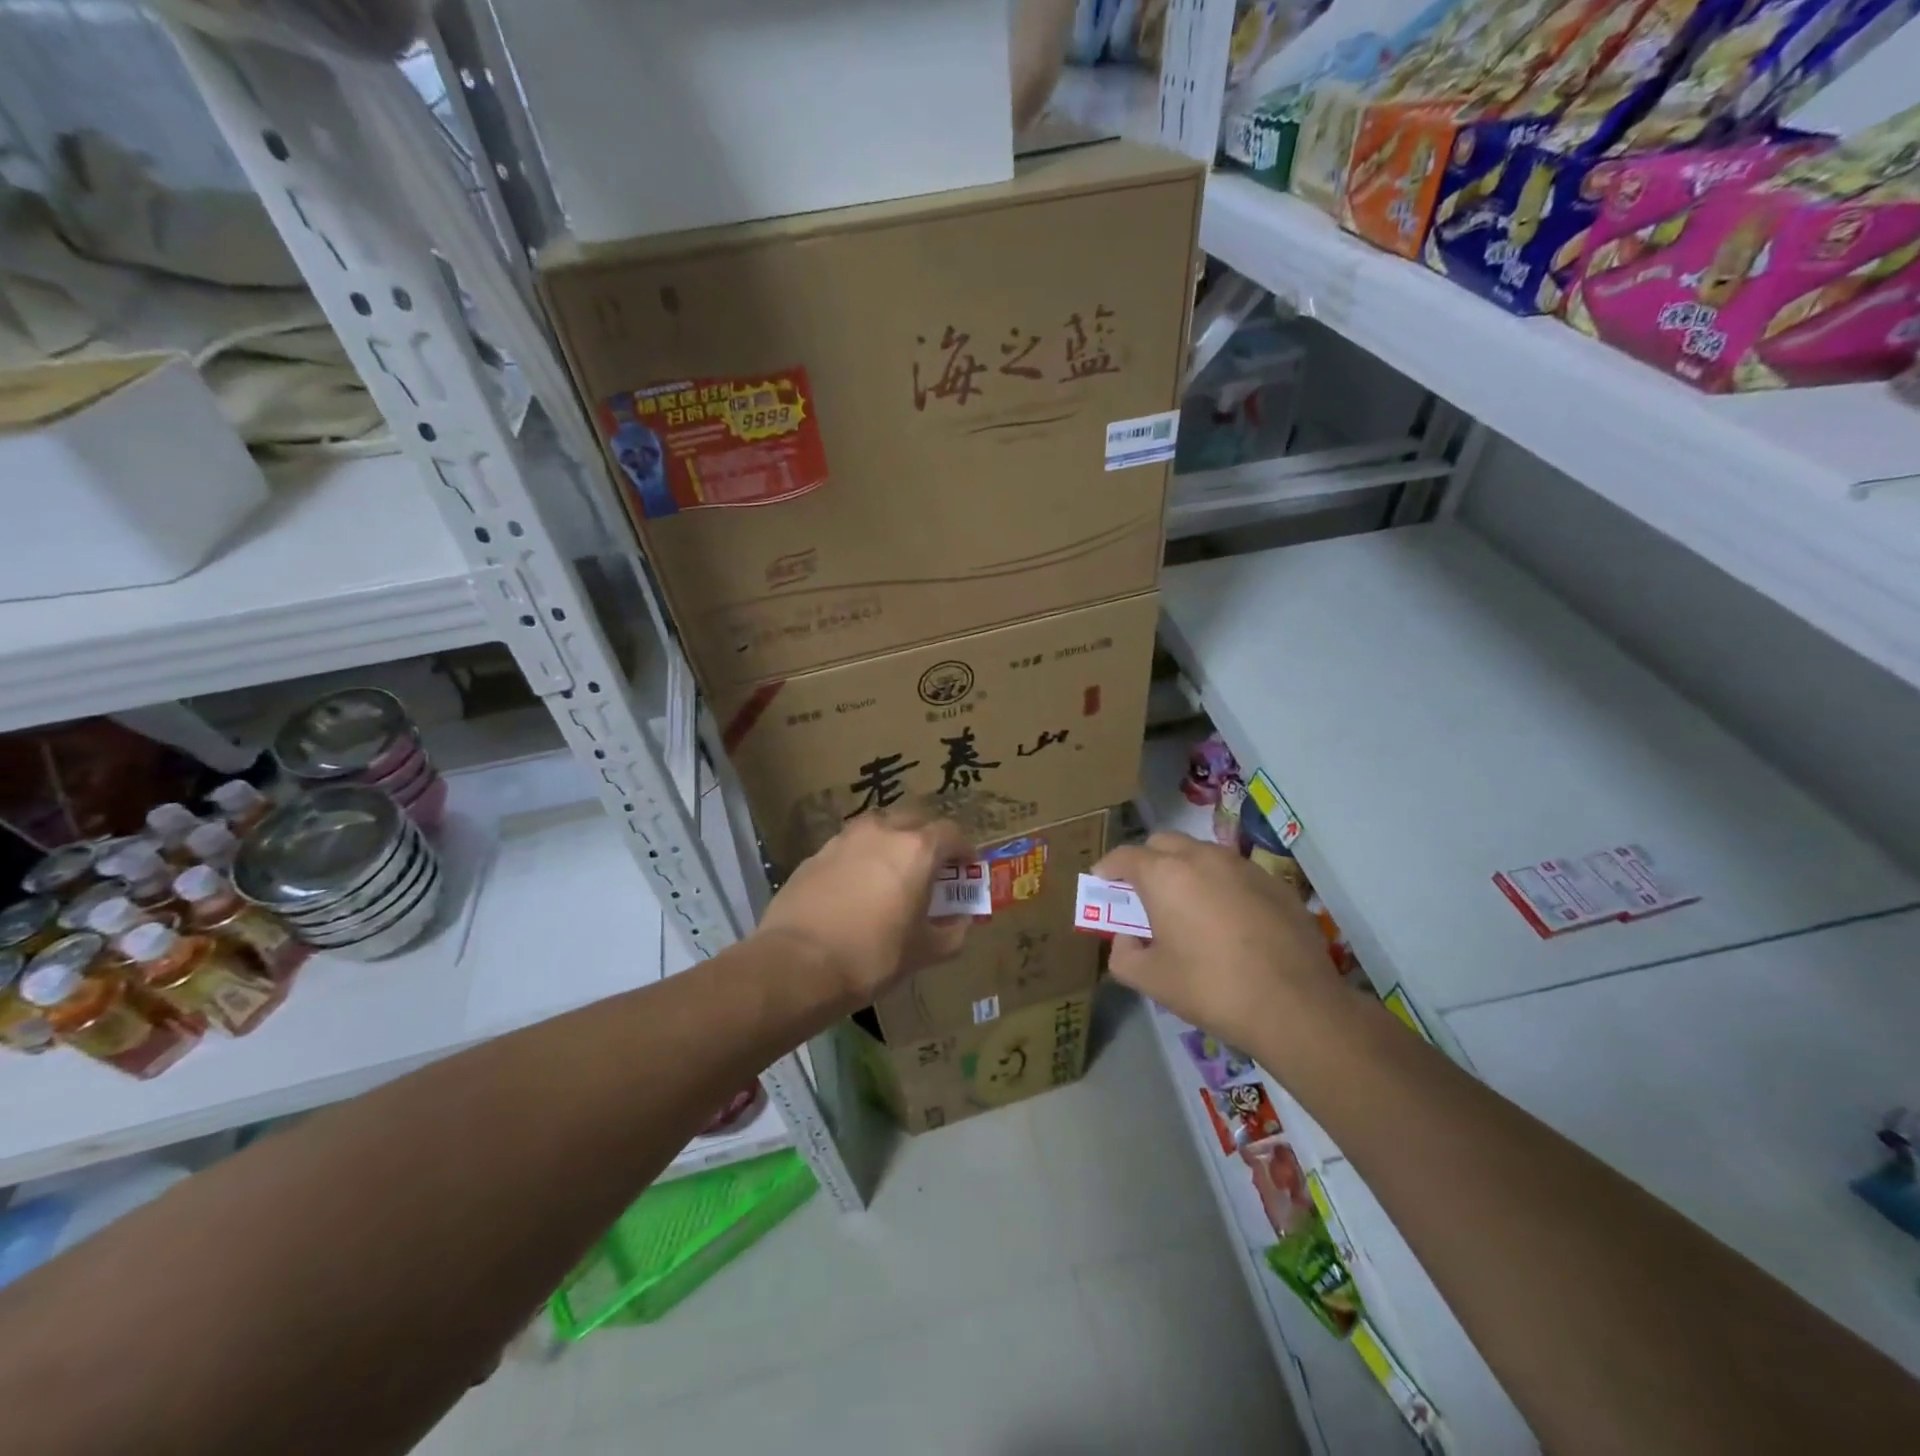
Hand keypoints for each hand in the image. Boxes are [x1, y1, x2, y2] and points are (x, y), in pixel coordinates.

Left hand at [756, 807, 974, 1004]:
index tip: (965, 869)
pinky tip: (856, 887)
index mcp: (917, 849)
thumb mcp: (923, 952)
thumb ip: (952, 932)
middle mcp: (882, 831)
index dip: (963, 850)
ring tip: (892, 873)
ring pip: (879, 828)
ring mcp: (845, 839)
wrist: (797, 964)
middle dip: (928, 838)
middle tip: (930, 868)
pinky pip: (850, 846)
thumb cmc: (872, 956)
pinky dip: (861, 857)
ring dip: (892, 842)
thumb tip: (960, 921)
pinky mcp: (816, 854)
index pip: (952, 833)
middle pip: (914, 820)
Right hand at [1092, 833, 1336, 1049]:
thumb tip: (1128, 938)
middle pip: (1163, 844)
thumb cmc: (1210, 989)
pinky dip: (1220, 885)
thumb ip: (1123, 953)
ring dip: (1184, 870)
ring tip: (1187, 907)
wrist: (1295, 1005)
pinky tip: (1229, 922)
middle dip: (1146, 862)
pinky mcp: (1274, 883)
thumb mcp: (1149, 980)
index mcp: (1164, 874)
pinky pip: (1234, 873)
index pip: (1124, 856)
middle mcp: (1202, 857)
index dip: (1108, 869)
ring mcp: (1242, 866)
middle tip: (1144, 895)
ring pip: (1201, 853)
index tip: (1103, 885)